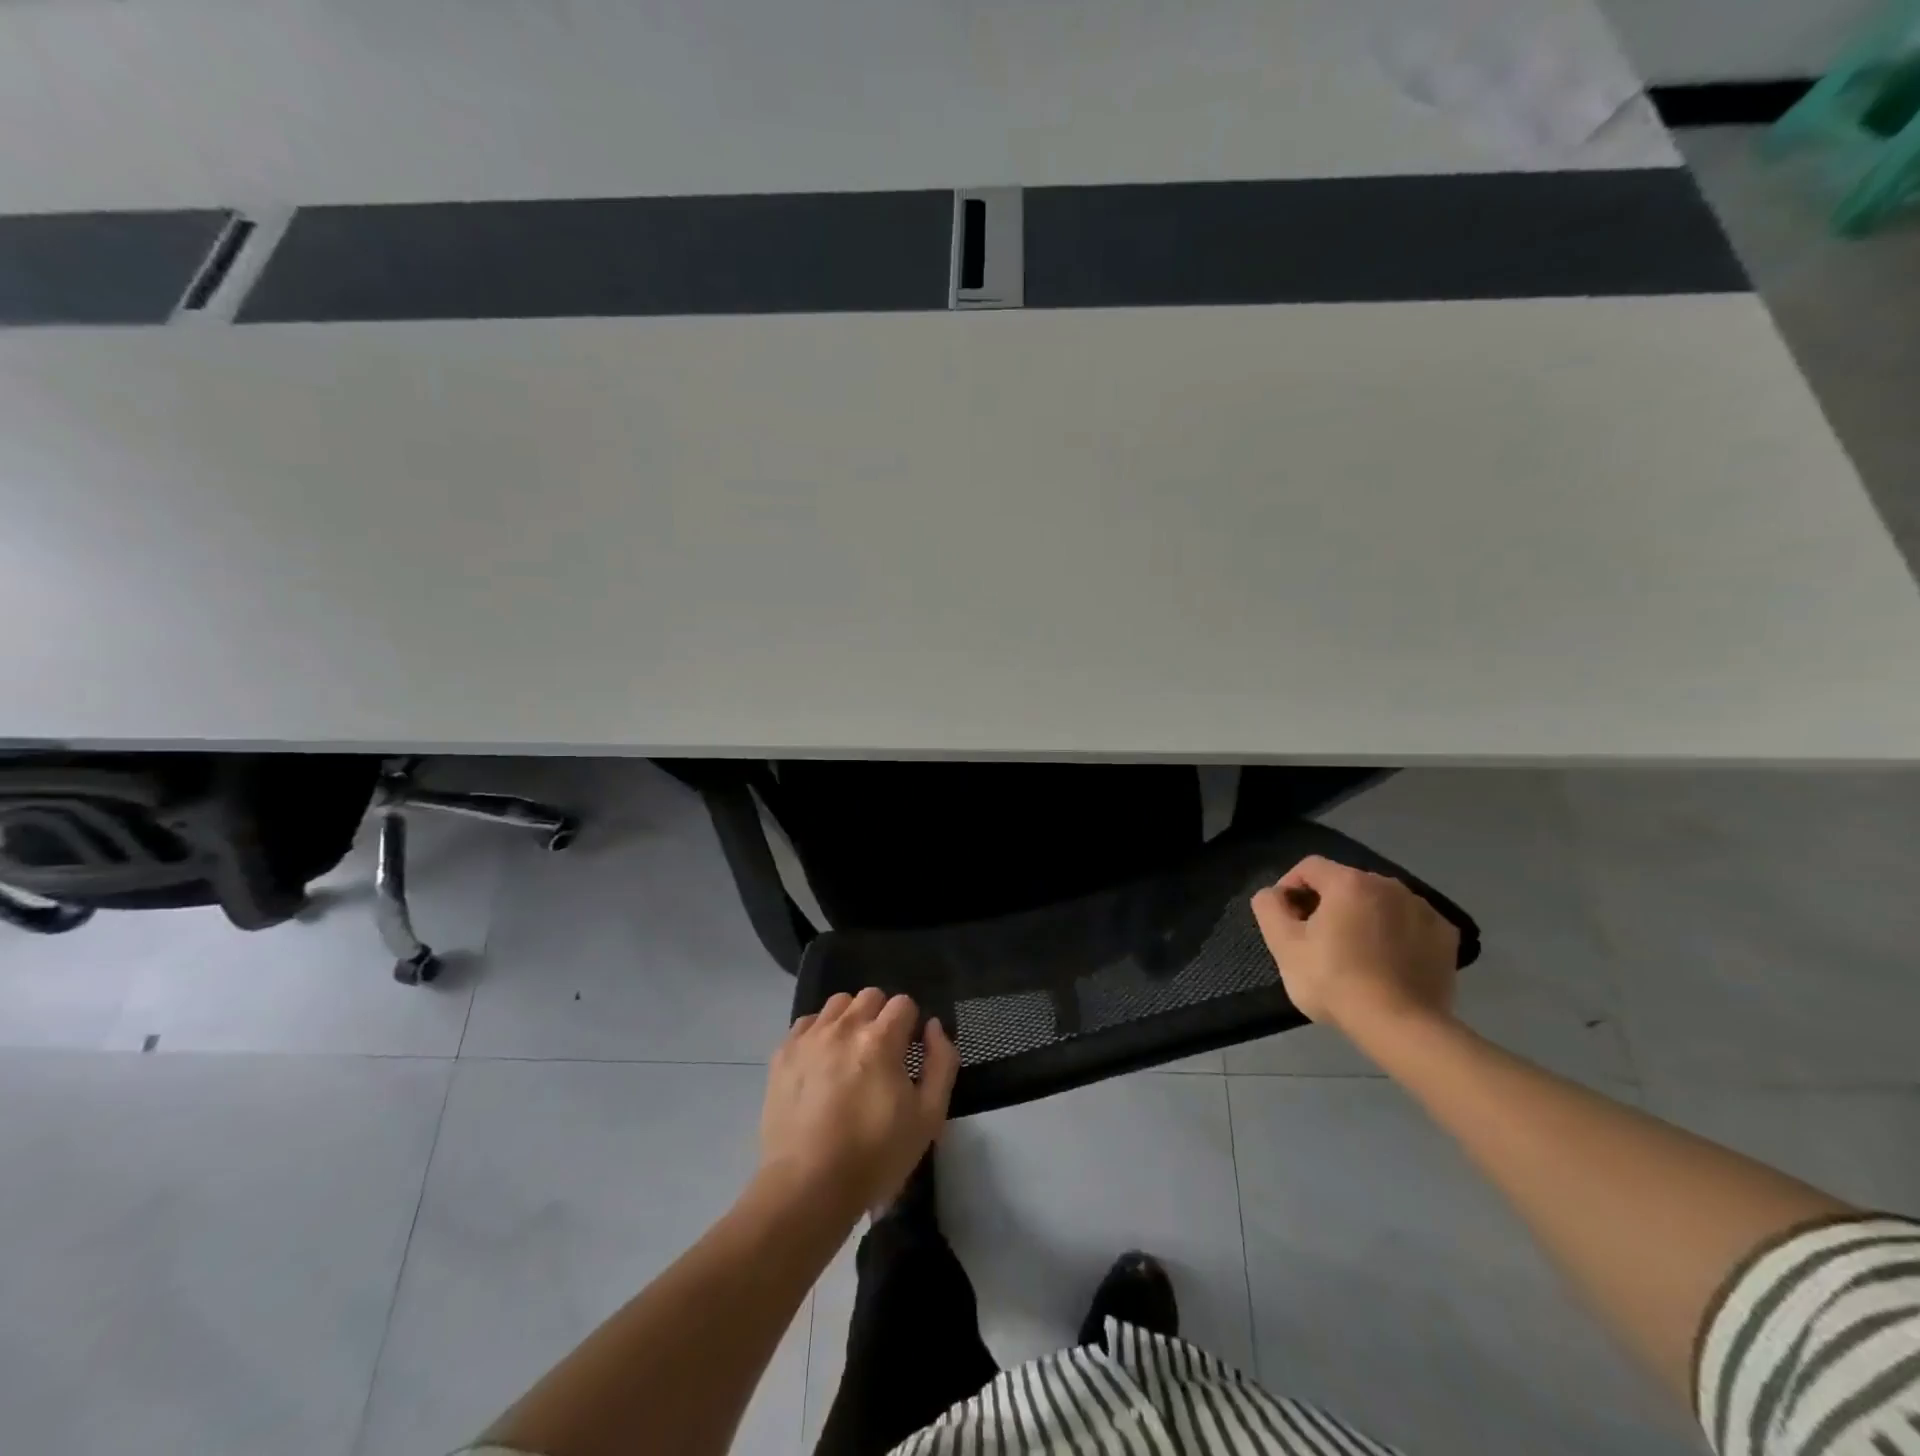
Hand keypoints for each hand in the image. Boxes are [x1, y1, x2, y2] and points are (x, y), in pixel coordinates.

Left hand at [759, 988, 958, 1219]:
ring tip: (849, 1055)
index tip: (907, 1054)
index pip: (903, 1003)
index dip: (910, 1026)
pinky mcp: (783, 1054)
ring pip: (837, 1004)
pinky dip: (819, 1033)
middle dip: (881, 1017)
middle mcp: (843, 1027)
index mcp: (880, 1039)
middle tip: (881, 1054)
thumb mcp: (928, 1117)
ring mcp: (809, 1038)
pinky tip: (821, 1063)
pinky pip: (806, 1023)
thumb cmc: (875, 1155)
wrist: (808, 1187)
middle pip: (870, 996)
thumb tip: (933, 1027)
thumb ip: (941, 1062)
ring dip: (850, 1020)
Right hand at [1250, 855, 1458, 1035]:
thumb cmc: (1334, 981)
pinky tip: (1388, 960)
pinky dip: (1395, 932)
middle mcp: (1389, 884)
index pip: (1309, 867)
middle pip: (1345, 883)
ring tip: (1355, 952)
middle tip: (1317, 939)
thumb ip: (1269, 907)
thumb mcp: (1284, 946)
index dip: (1290, 887)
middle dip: (1327, 903)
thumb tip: (1274, 894)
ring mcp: (1423, 908)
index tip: (1287, 918)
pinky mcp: (1445, 935)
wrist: (1401, 1026)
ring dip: (1362, 916)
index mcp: (1348, 882)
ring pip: (1379, 902)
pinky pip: (1409, 922)